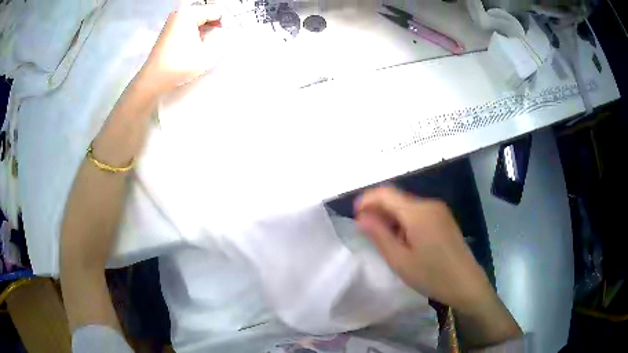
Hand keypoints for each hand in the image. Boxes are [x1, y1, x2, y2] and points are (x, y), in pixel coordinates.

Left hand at [140, 4, 225, 93]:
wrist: (154, 79)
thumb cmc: (178, 65)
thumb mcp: (207, 53)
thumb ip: (223, 39)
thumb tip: (229, 33)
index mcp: (189, 13)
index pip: (217, 10)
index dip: (226, 23)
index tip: (227, 37)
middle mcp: (181, 12)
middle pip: (207, 11)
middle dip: (216, 22)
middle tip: (221, 38)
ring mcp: (174, 20)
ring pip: (199, 17)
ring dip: (207, 26)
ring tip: (211, 41)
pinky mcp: (170, 29)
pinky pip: (190, 23)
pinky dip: (198, 29)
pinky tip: (199, 42)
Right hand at [354, 187, 493, 312]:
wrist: (466, 284)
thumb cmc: (431, 275)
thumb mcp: (400, 260)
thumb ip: (379, 235)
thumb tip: (361, 217)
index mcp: (418, 212)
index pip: (386, 193)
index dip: (367, 199)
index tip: (355, 215)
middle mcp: (429, 204)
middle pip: (397, 198)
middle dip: (379, 210)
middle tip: (367, 233)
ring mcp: (439, 210)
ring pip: (407, 206)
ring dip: (392, 217)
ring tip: (387, 241)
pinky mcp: (444, 218)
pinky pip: (419, 213)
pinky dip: (406, 221)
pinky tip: (405, 241)